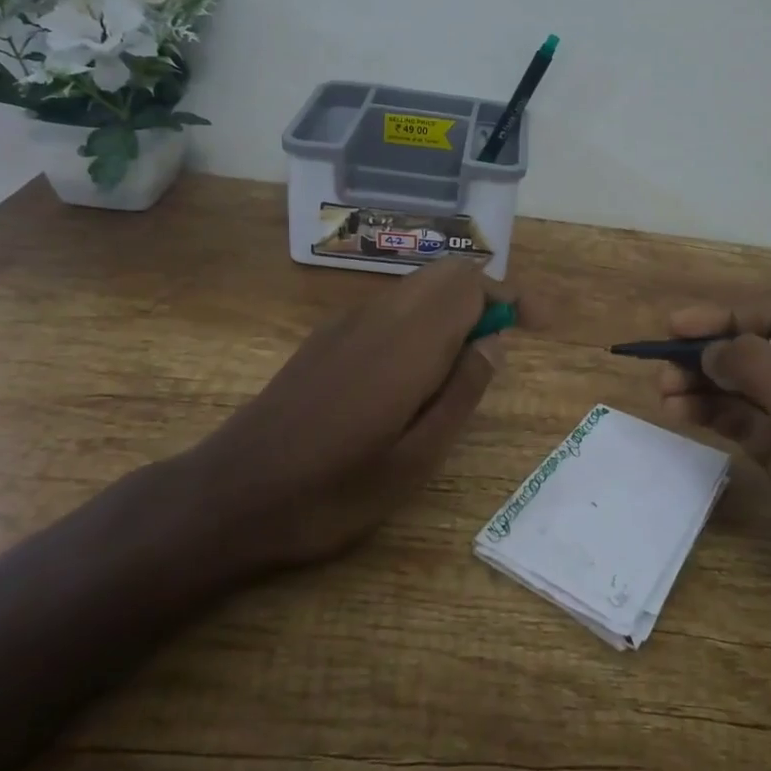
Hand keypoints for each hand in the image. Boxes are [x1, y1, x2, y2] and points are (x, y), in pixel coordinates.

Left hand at [188, 259, 506, 578]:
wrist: (231, 495)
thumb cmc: (331, 491)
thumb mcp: (415, 460)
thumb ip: (461, 392)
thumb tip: (494, 343)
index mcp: (409, 340)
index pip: (472, 284)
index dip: (512, 296)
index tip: (540, 324)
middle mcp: (381, 315)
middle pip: (447, 274)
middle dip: (484, 298)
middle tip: (499, 349)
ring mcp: (348, 321)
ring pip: (418, 287)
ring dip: (452, 307)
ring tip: (461, 367)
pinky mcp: (327, 336)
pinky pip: (390, 306)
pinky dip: (421, 318)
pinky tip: (412, 373)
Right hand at [658, 300, 770, 674]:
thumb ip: (761, 371)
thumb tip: (711, 348)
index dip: (729, 318)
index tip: (679, 326)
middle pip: (762, 352)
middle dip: (713, 355)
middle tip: (662, 363)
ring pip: (750, 390)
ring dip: (706, 386)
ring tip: (662, 391)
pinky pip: (748, 424)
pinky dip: (716, 415)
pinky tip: (681, 413)